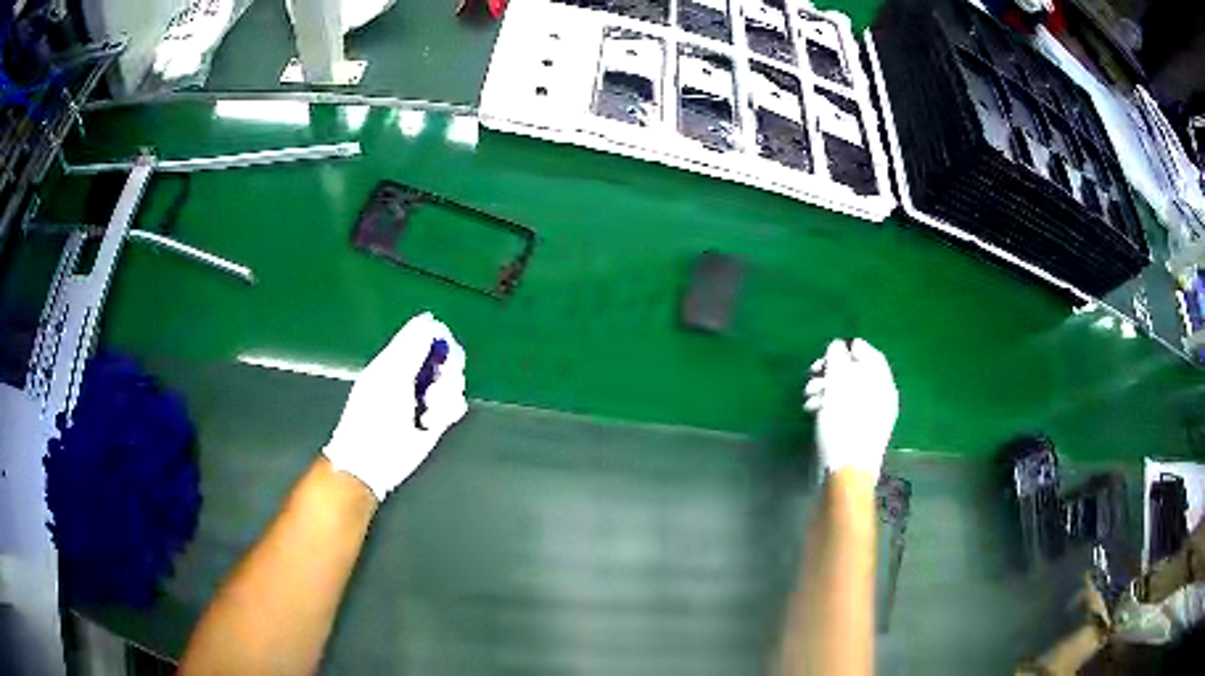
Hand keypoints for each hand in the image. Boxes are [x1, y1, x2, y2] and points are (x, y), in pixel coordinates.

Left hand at [323, 312, 467, 500]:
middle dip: (447, 371)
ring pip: (453, 382)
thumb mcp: (391, 376)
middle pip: (446, 358)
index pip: (426, 336)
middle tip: (435, 386)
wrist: (373, 460)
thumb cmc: (374, 415)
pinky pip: (455, 405)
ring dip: (446, 395)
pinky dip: (449, 411)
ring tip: (429, 410)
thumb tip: (429, 320)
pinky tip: (432, 421)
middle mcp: (413, 376)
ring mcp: (424, 398)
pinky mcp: (435, 419)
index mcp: (397, 360)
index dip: (439, 340)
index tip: (442, 352)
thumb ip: (411, 347)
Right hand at [804, 339, 897, 479]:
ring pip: (846, 392)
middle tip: (812, 373)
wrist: (845, 472)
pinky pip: (842, 410)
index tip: (829, 351)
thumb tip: (838, 346)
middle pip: (855, 373)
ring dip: (825, 389)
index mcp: (882, 384)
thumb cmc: (845, 424)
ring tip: (808, 396)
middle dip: (831, 371)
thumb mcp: (839, 385)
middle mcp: (879, 398)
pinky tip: (812, 411)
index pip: (870, 355)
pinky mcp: (855, 432)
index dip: (850, 349)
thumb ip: (838, 360)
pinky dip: (827, 406)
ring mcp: (868, 417)